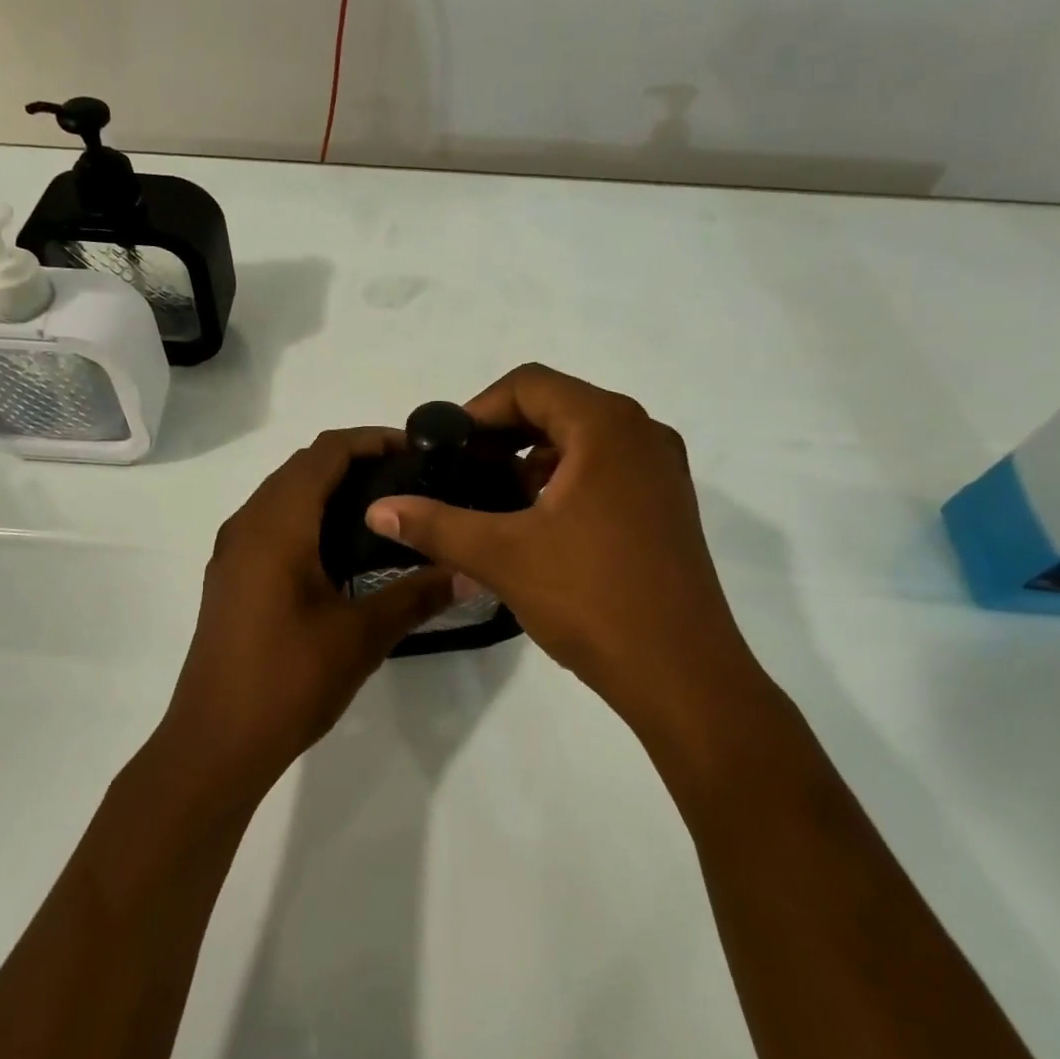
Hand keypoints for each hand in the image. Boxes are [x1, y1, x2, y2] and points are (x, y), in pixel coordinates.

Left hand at [162, 428, 456, 795]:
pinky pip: (271, 522)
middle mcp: (247, 524)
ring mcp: (233, 552)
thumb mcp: (361, 637)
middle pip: (302, 466)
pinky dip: (307, 515)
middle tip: (409, 480)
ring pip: (283, 494)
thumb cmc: (288, 681)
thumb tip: (470, 573)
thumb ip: (416, 595)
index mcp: (277, 525)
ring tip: (383, 511)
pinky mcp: (230, 577)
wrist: (215, 744)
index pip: (325, 453)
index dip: (372, 440)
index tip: (418, 451)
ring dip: (328, 488)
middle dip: (355, 461)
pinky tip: (341, 551)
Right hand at [365, 364, 758, 741]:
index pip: (530, 384)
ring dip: (535, 458)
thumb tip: (378, 509)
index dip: (479, 408)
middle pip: (558, 407)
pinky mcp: (667, 505)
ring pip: (584, 440)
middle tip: (463, 472)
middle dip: (504, 435)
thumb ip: (436, 525)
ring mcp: (662, 471)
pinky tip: (539, 525)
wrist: (682, 673)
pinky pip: (607, 469)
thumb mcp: (503, 556)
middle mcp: (642, 433)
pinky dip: (566, 480)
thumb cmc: (593, 598)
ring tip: (496, 501)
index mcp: (607, 426)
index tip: (447, 448)